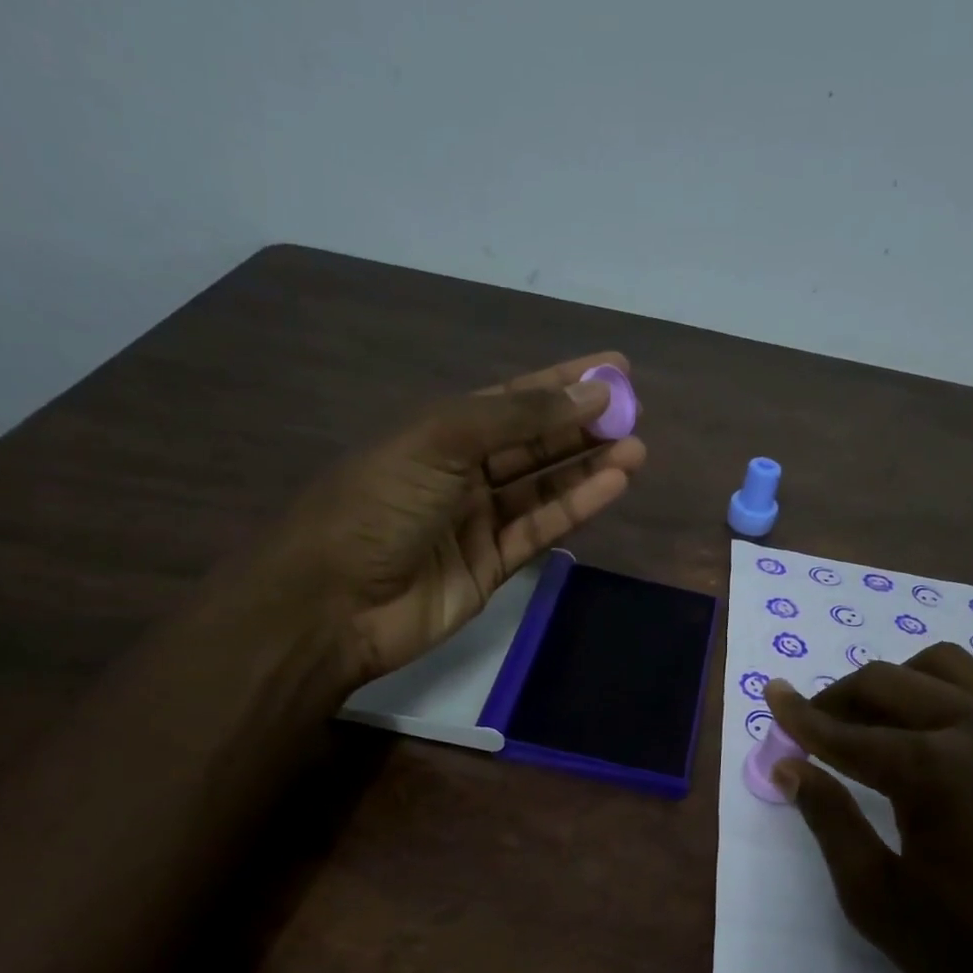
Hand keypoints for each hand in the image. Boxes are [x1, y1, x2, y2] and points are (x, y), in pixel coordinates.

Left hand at [247, 352, 645, 684]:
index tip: (614, 370)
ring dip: (589, 467)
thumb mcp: (442, 441)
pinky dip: (577, 507)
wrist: (336, 602)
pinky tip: (613, 485)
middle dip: (583, 426)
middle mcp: (462, 471)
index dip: (563, 382)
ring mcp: (478, 521)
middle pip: (534, 442)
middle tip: (634, 412)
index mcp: (440, 431)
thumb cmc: (379, 505)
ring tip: (636, 448)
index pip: (513, 398)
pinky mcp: (493, 566)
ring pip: (544, 486)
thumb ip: (518, 417)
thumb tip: (590, 393)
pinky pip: (541, 529)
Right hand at [765, 643, 972, 972]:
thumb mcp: (882, 902)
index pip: (845, 730)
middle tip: (814, 727)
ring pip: (946, 668)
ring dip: (897, 683)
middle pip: (891, 681)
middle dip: (840, 696)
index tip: (771, 695)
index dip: (799, 715)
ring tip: (876, 723)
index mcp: (932, 770)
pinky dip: (946, 697)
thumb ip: (831, 822)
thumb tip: (791, 767)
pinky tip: (939, 741)